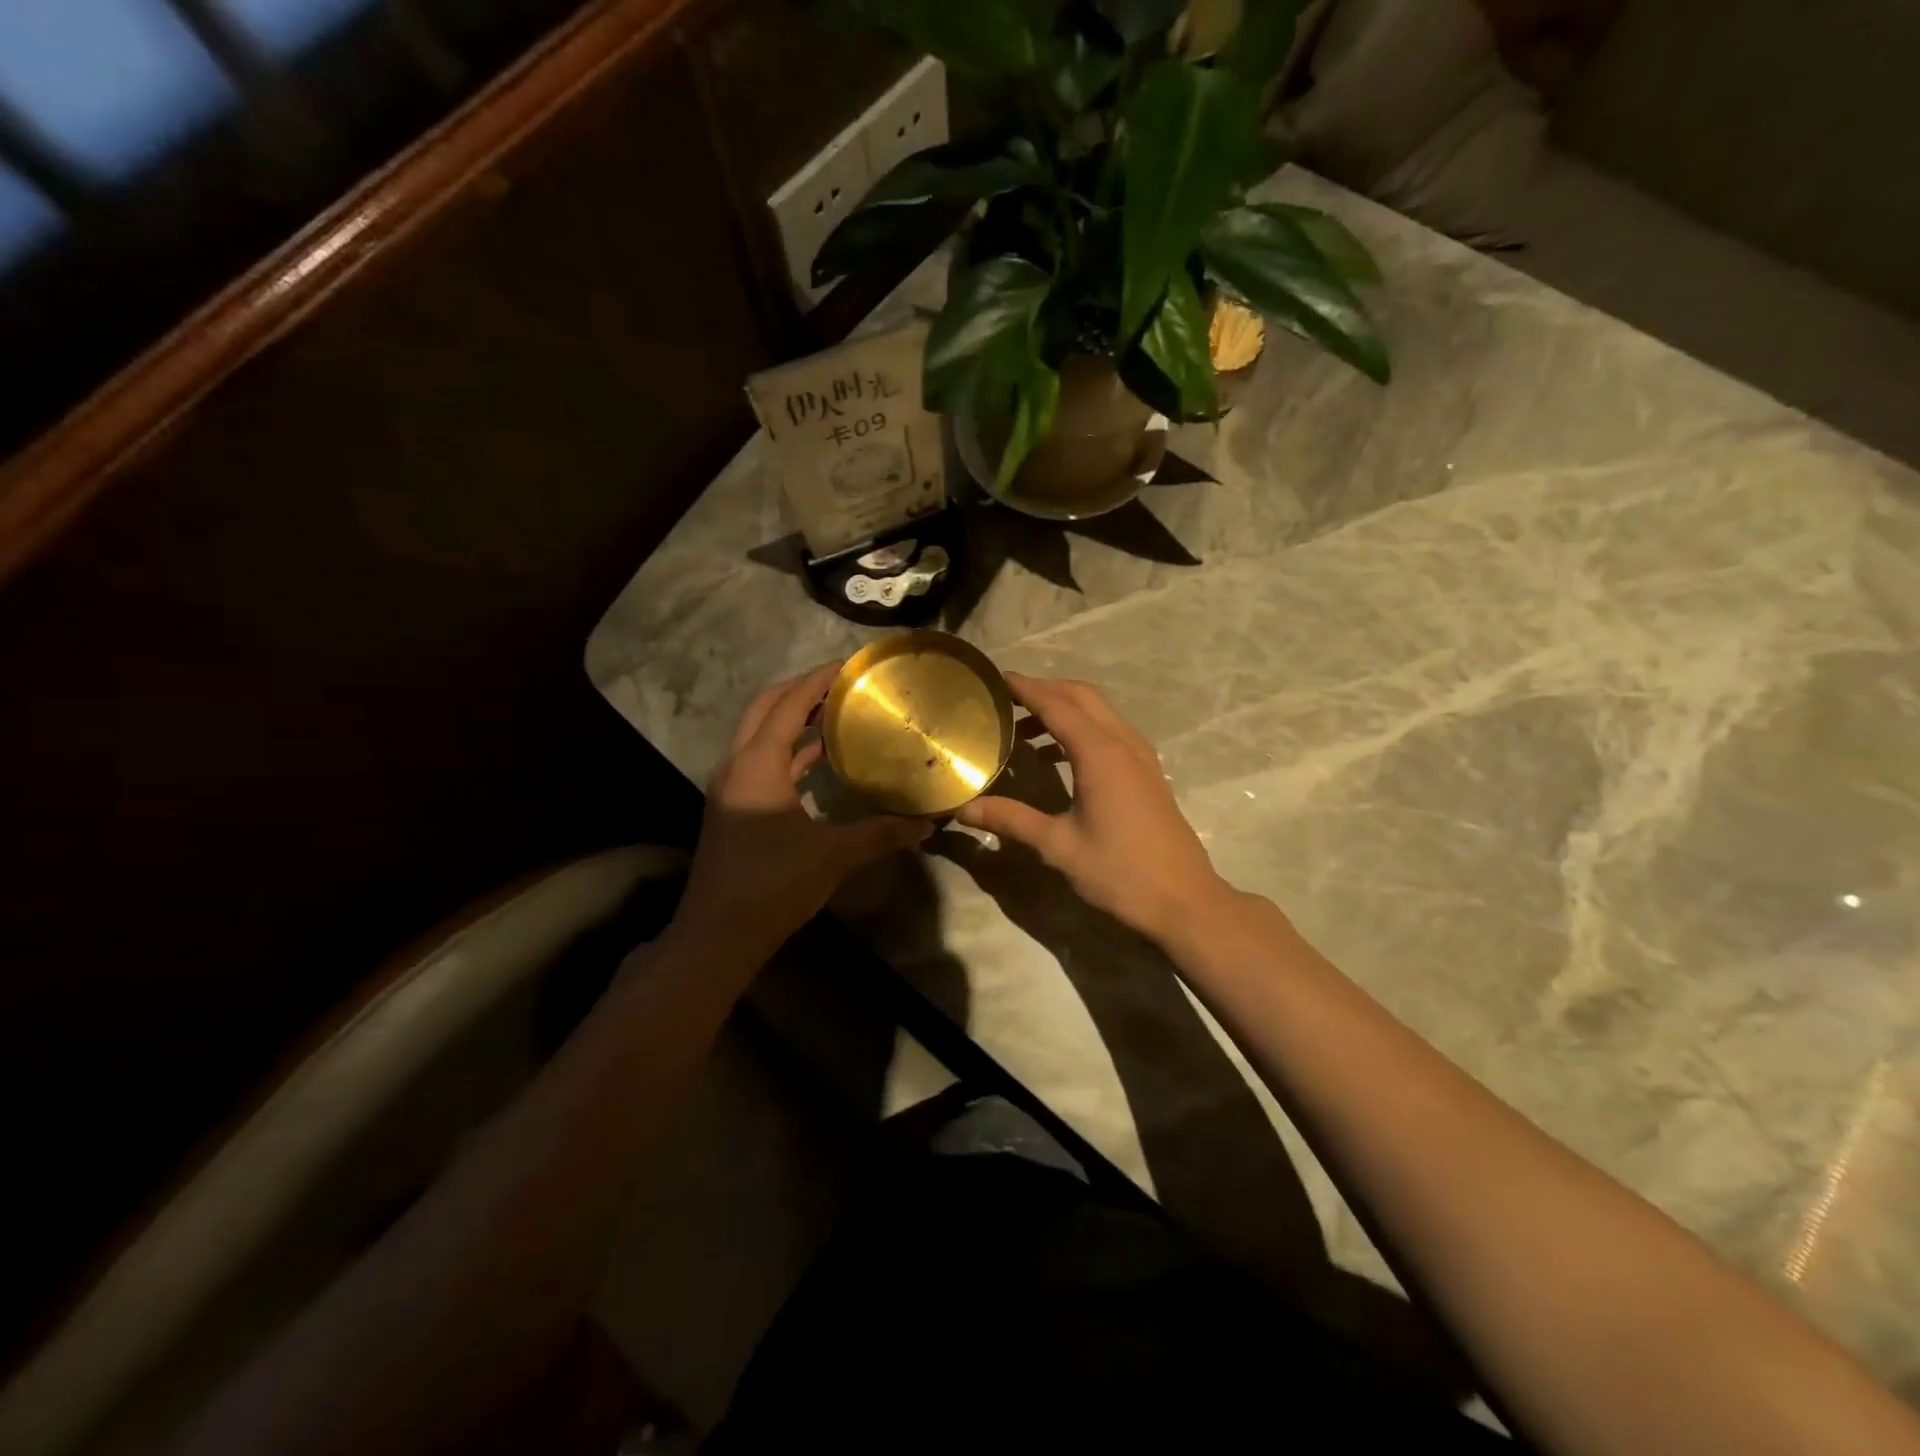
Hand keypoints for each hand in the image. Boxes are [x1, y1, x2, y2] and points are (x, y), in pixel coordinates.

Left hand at [674, 663, 929, 951]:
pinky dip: (789, 751)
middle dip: (801, 690)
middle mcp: (737, 764)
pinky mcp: (733, 807)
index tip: (850, 666)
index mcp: (757, 764)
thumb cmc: (773, 883)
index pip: (788, 704)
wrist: (719, 933)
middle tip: (842, 685)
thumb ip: (881, 833)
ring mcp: (731, 786)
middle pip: (765, 708)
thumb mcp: (833, 855)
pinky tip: (820, 761)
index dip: (818, 680)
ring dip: (793, 719)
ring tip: (836, 713)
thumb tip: (929, 823)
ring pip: (760, 734)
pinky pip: (762, 761)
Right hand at [956, 674, 1230, 945]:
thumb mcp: (1058, 846)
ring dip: (1065, 707)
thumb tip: (962, 810)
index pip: (1057, 704)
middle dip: (1045, 689)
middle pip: (1082, 696)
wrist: (1185, 901)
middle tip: (1006, 698)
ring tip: (1024, 726)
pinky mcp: (1148, 772)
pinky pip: (1111, 731)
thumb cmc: (1120, 872)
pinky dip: (1082, 727)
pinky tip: (1058, 756)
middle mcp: (1124, 743)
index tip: (996, 678)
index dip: (1025, 688)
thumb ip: (1011, 819)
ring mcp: (1141, 756)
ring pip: (1100, 711)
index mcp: (1100, 754)